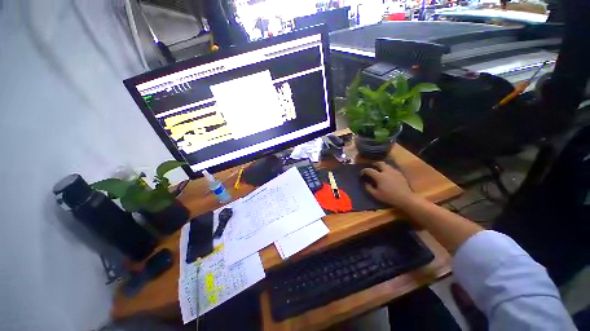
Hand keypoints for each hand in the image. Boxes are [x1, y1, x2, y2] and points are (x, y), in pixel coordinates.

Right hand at [360, 162, 416, 206]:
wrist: (405, 198)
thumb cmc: (389, 197)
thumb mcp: (376, 194)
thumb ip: (369, 188)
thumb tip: (366, 183)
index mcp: (379, 176)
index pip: (369, 170)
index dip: (364, 171)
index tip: (361, 173)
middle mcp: (387, 171)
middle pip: (379, 163)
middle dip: (374, 164)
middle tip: (371, 166)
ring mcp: (394, 171)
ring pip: (386, 165)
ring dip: (381, 166)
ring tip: (379, 170)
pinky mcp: (400, 174)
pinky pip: (392, 169)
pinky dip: (387, 169)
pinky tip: (387, 174)